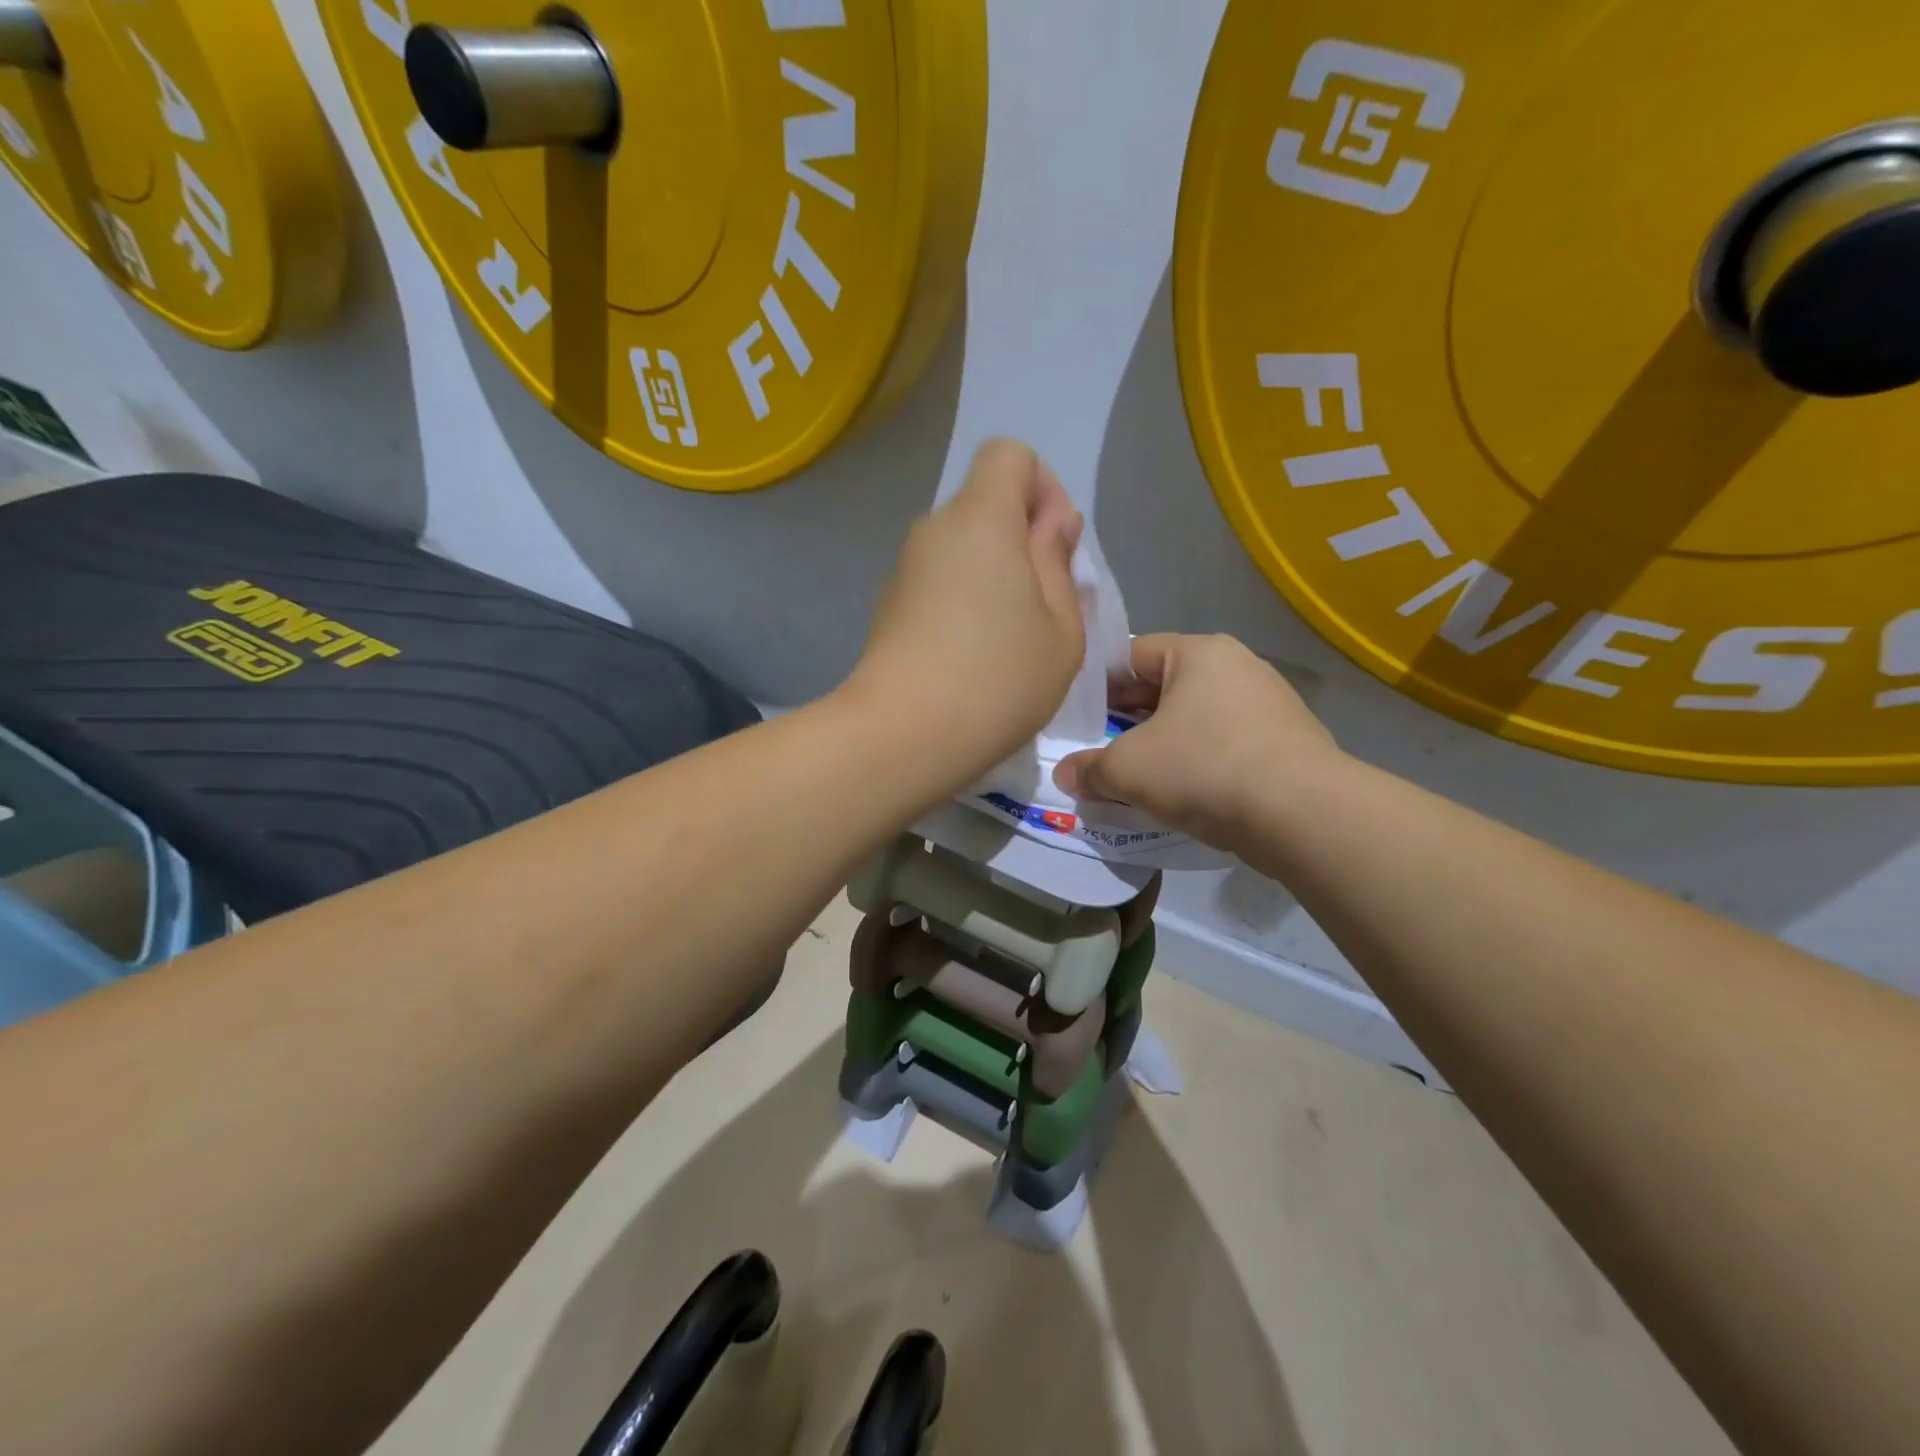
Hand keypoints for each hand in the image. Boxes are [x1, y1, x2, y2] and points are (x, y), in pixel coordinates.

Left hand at [848, 439, 1084, 785]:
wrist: (903, 736)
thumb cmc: (998, 680)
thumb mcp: (1061, 627)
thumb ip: (1058, 562)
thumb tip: (1051, 523)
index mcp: (981, 519)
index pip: (1009, 455)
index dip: (1042, 489)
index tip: (1055, 548)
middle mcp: (934, 530)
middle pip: (985, 505)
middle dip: (1022, 541)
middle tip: (1043, 608)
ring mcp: (905, 570)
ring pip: (963, 549)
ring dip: (994, 577)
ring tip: (1011, 642)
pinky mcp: (890, 607)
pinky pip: (940, 582)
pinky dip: (964, 603)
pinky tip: (973, 658)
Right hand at [1054, 634, 1341, 851]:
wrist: (1302, 814)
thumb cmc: (1204, 768)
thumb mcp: (1128, 769)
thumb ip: (1089, 769)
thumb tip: (1066, 776)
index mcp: (1199, 652)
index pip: (1133, 654)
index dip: (1100, 685)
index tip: (1079, 718)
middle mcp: (1238, 666)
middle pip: (1166, 687)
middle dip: (1130, 719)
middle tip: (1100, 748)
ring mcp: (1269, 704)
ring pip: (1196, 718)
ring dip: (1164, 743)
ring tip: (1138, 775)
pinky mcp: (1288, 743)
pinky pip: (1226, 744)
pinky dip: (1199, 762)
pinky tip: (1183, 793)